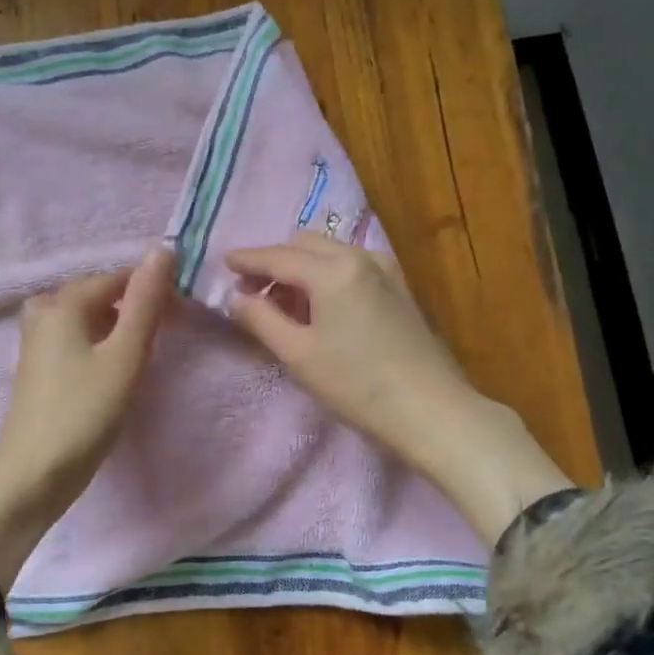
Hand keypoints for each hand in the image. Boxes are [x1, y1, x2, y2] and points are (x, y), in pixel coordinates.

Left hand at [0, 246, 176, 587]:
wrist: (34, 474)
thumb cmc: (84, 412)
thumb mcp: (125, 355)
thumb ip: (146, 302)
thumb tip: (164, 249)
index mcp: (63, 302)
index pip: (120, 278)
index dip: (154, 291)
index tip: (183, 318)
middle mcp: (44, 311)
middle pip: (101, 295)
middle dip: (136, 308)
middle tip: (166, 338)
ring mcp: (37, 339)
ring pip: (89, 318)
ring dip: (119, 329)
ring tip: (142, 355)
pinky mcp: (38, 365)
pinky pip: (77, 338)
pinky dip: (100, 344)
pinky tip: (114, 369)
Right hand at [224, 233, 572, 543]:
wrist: (430, 410)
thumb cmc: (356, 385)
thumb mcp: (298, 354)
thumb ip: (260, 319)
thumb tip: (235, 297)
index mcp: (332, 269)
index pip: (277, 256)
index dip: (247, 259)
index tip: (222, 262)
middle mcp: (359, 256)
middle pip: (304, 244)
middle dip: (274, 261)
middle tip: (251, 291)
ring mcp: (384, 269)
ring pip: (328, 251)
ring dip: (300, 267)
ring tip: (283, 303)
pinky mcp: (398, 286)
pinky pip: (350, 265)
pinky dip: (326, 274)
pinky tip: (320, 304)